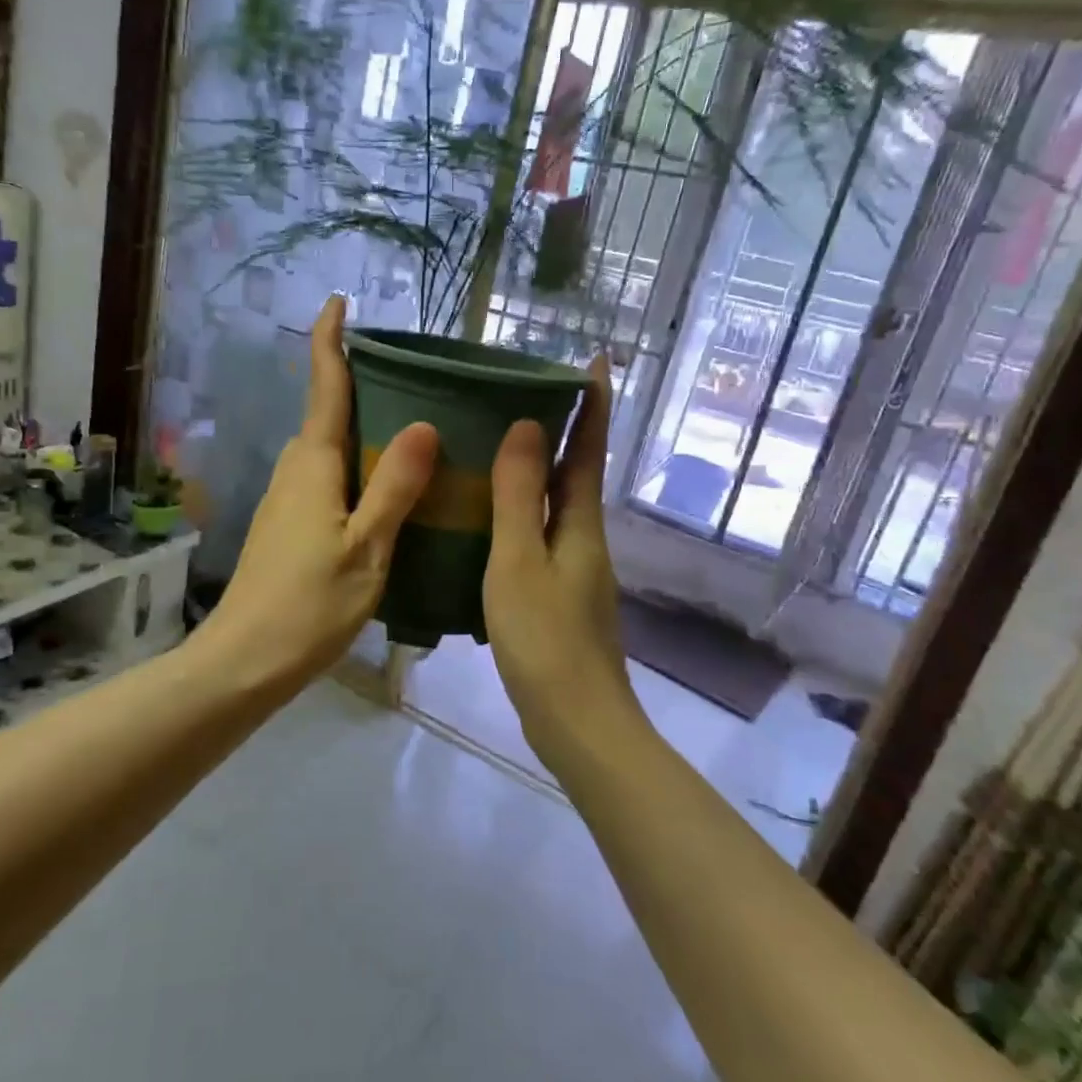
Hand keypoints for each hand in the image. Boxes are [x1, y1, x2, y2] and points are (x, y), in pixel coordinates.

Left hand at [191, 297, 438, 697]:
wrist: (245, 661)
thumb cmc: (308, 604)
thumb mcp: (367, 547)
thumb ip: (395, 487)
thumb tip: (424, 423)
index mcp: (313, 464)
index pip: (323, 387)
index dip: (330, 341)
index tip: (338, 301)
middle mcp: (295, 471)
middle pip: (328, 415)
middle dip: (361, 387)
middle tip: (416, 378)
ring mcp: (288, 500)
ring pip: (330, 450)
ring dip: (363, 432)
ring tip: (416, 430)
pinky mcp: (289, 527)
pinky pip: (329, 480)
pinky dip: (358, 470)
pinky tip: (389, 492)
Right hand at [484, 355, 649, 769]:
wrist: (577, 723)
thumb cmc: (545, 638)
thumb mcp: (520, 561)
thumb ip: (520, 496)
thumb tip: (529, 425)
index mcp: (580, 524)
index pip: (589, 448)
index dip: (592, 403)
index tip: (595, 358)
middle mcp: (584, 539)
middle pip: (576, 473)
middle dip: (562, 430)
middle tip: (522, 393)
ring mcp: (574, 570)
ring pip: (555, 505)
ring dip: (537, 471)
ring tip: (496, 446)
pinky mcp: (558, 596)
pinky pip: (539, 536)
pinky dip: (521, 513)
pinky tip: (486, 520)